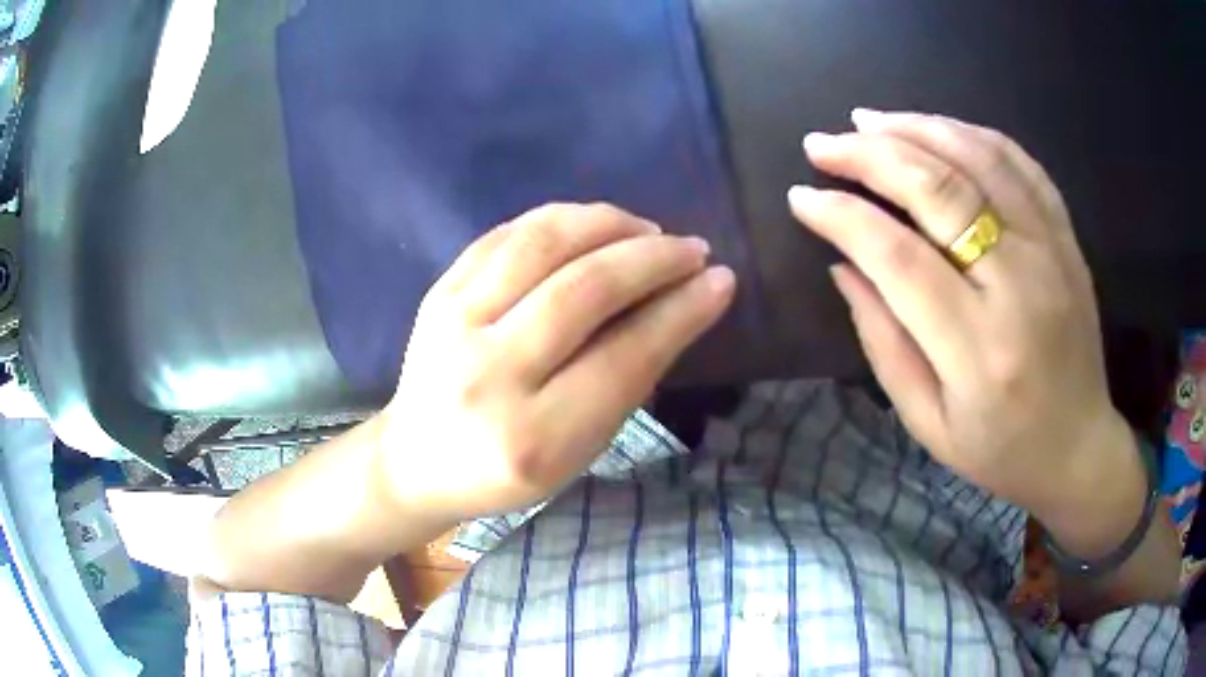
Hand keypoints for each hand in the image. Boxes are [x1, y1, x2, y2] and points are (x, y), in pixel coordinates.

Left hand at [376, 203, 734, 521]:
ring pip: (542, 244)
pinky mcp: (437, 293)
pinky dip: (560, 220)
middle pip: (584, 289)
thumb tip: (681, 304)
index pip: (625, 356)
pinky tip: (593, 226)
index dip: (681, 310)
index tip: (721, 280)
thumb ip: (626, 382)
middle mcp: (488, 375)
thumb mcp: (578, 451)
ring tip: (646, 230)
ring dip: (608, 224)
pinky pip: (506, 234)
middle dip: (652, 258)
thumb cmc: (508, 471)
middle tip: (692, 249)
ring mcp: (452, 325)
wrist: (417, 460)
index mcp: (533, 437)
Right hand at [789, 110, 1136, 527]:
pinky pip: (1020, 164)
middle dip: (870, 155)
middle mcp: (1019, 287)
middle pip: (940, 190)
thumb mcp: (929, 423)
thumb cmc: (1001, 450)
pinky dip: (973, 133)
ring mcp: (1050, 252)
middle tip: (823, 143)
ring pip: (980, 159)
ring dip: (917, 128)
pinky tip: (938, 128)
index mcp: (977, 350)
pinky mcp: (1066, 238)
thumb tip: (842, 266)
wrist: (1079, 447)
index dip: (843, 217)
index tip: (802, 196)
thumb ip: (883, 343)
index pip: (898, 257)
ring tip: (869, 120)